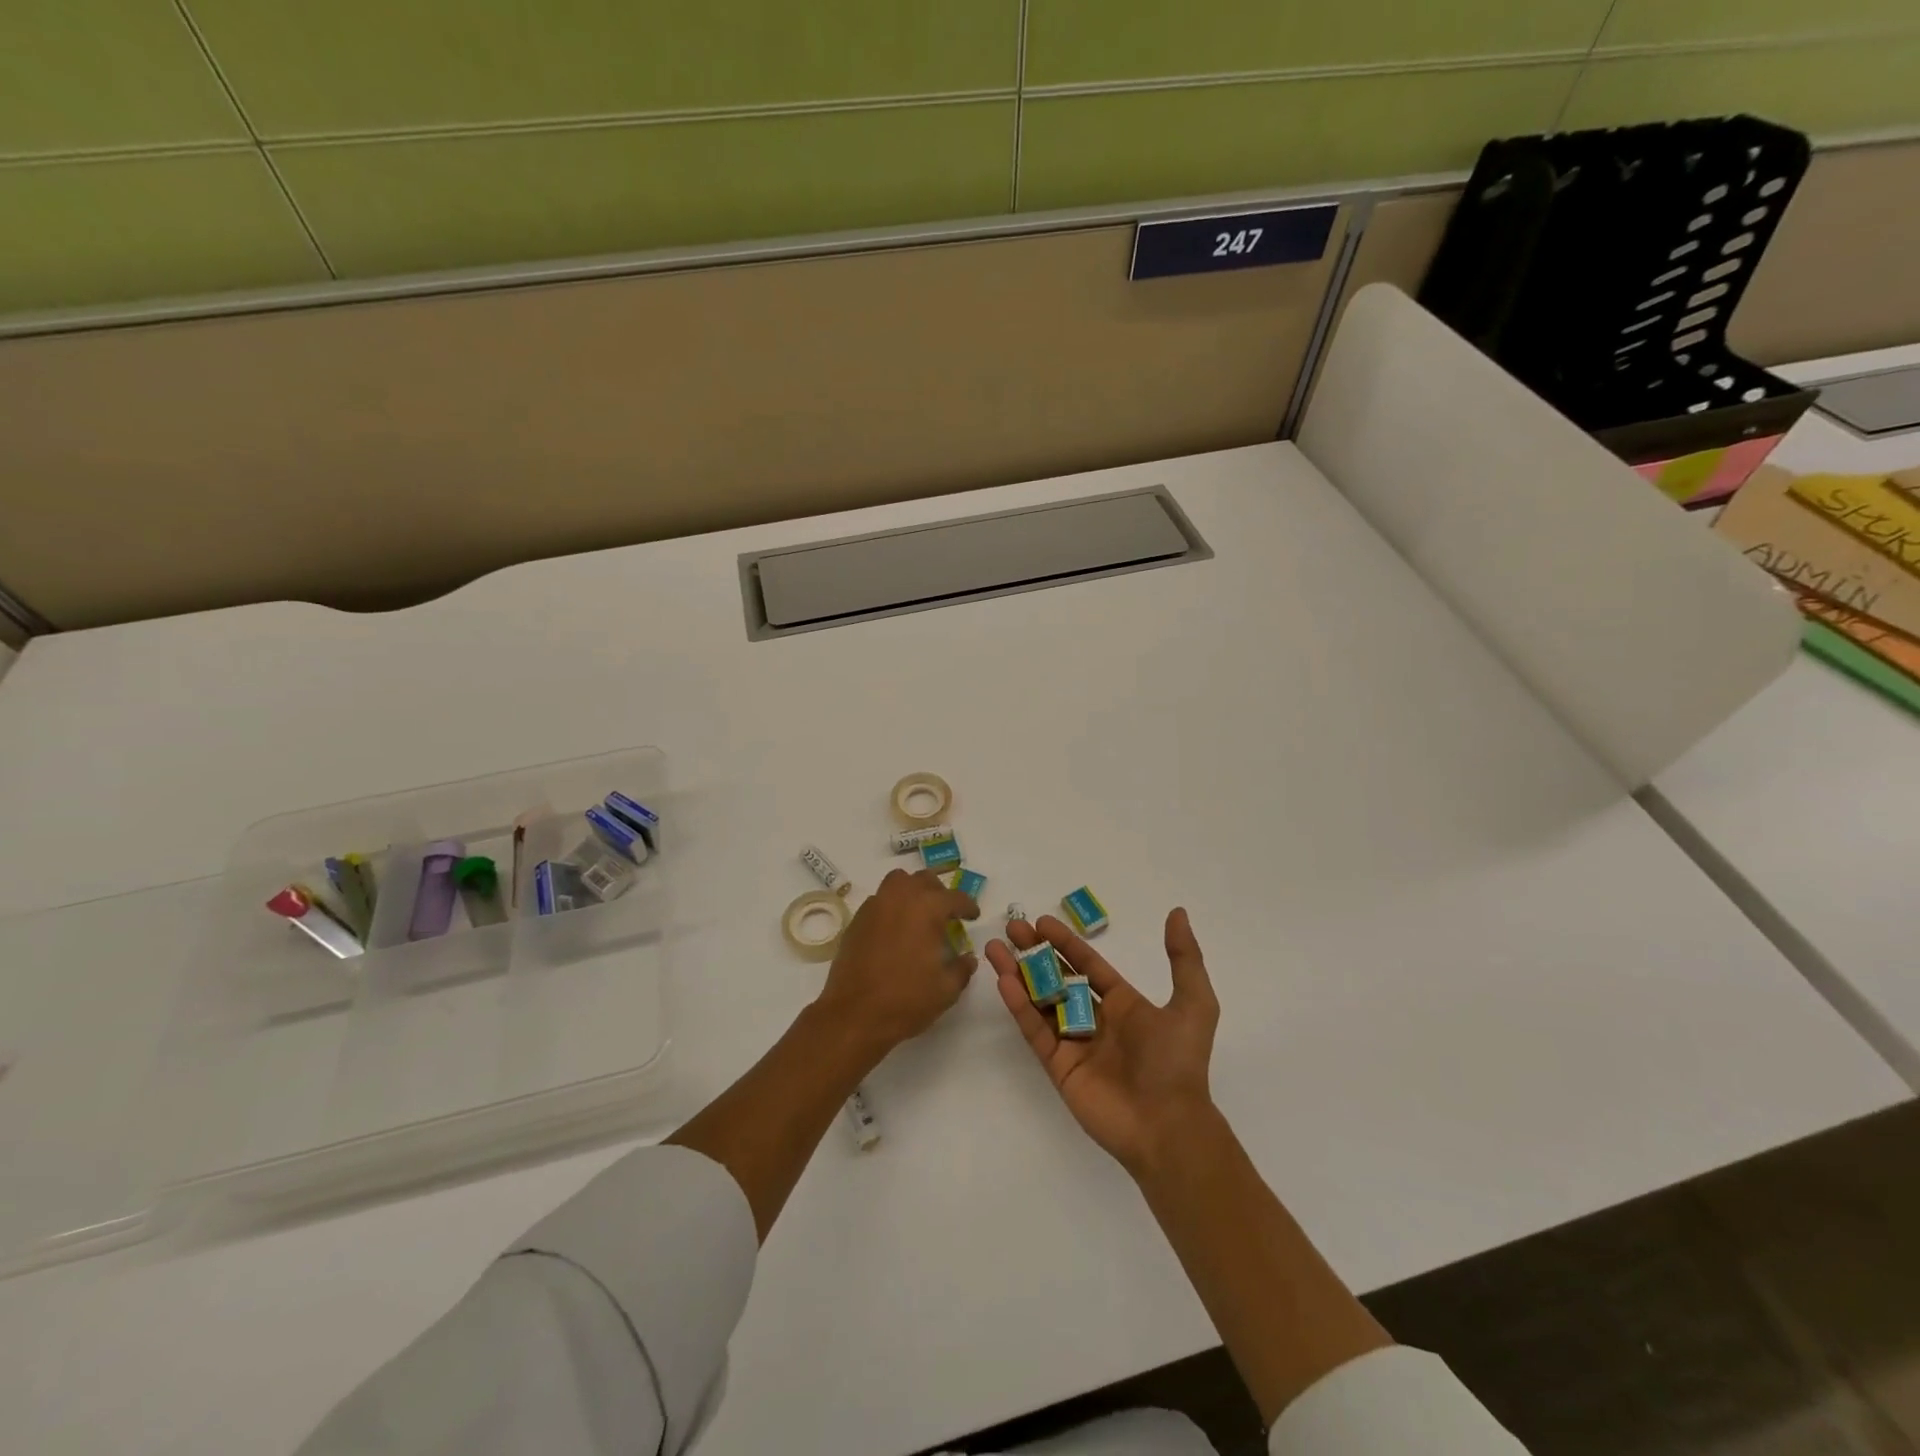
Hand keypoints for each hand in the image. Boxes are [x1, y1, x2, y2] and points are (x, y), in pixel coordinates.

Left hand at [814, 868, 979, 1059]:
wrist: (854, 1015)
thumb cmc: (906, 1001)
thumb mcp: (946, 990)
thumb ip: (962, 969)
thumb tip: (968, 958)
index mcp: (927, 909)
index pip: (955, 897)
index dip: (968, 906)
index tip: (973, 915)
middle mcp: (900, 898)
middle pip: (924, 880)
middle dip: (939, 893)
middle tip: (946, 914)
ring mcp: (875, 907)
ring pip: (898, 882)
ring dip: (912, 890)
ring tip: (919, 913)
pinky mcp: (856, 920)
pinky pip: (879, 900)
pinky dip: (891, 906)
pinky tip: (895, 929)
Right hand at [986, 908, 1219, 1176]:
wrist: (1168, 1126)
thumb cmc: (1178, 1062)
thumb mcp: (1194, 1004)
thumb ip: (1184, 958)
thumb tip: (1177, 913)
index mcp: (1124, 1004)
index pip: (1088, 965)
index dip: (1066, 943)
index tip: (1041, 922)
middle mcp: (1096, 1020)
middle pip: (1059, 978)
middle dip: (1036, 953)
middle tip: (1012, 928)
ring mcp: (1075, 1044)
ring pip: (1040, 1001)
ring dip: (1018, 974)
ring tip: (994, 948)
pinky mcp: (1059, 1067)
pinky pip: (1035, 1031)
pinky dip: (1019, 1006)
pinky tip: (1004, 981)